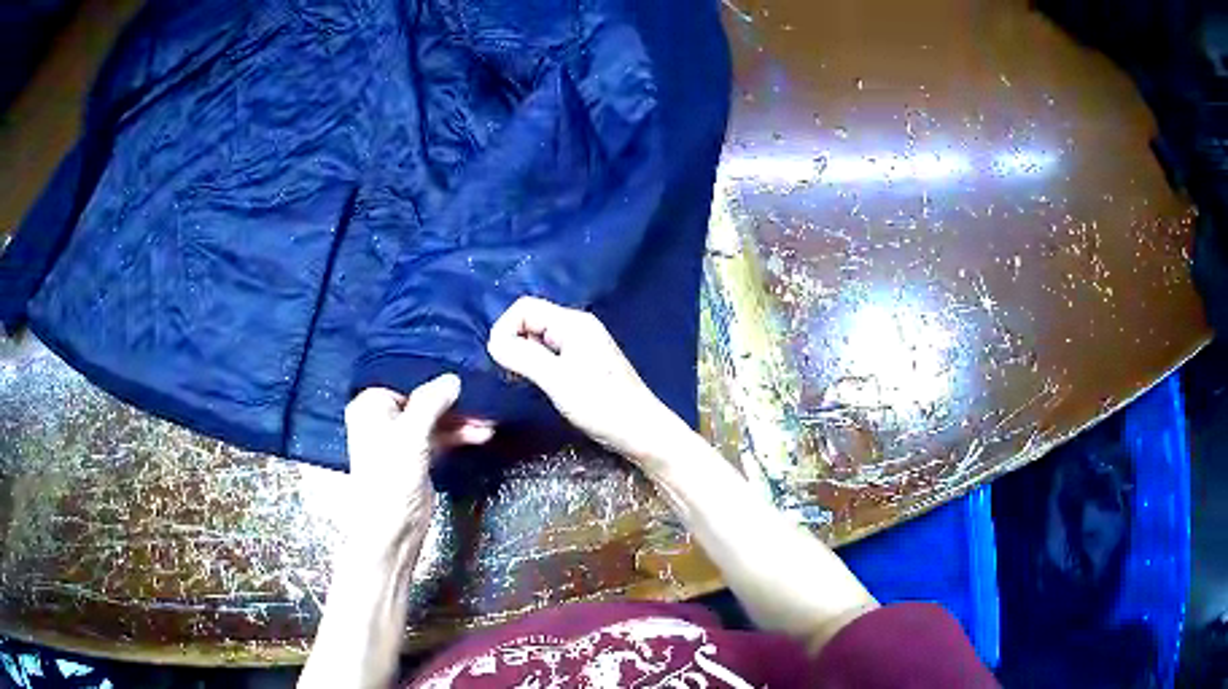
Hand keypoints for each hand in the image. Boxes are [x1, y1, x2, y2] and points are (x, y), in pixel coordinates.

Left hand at [343, 375, 493, 548]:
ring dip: (460, 420)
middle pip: (422, 399)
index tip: (461, 371)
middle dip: (452, 402)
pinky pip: (440, 437)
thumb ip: (431, 402)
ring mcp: (401, 439)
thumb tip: (453, 379)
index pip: (405, 379)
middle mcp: (383, 418)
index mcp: (370, 405)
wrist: (392, 528)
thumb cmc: (391, 477)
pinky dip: (458, 435)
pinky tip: (480, 434)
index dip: (432, 376)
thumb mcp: (411, 434)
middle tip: (480, 398)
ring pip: (434, 419)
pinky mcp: (417, 457)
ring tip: (488, 420)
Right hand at [486, 297, 685, 461]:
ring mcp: (581, 346)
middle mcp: (577, 327)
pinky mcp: (583, 364)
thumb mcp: (558, 380)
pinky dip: (535, 365)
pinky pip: (549, 354)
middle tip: (507, 373)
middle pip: (530, 320)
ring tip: (518, 380)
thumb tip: (493, 343)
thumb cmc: (603, 406)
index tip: (497, 359)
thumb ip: (524, 357)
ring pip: (538, 339)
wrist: (642, 432)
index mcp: (573, 323)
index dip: (504, 328)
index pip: (524, 307)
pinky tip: (535, 385)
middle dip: (512, 341)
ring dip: (522, 355)